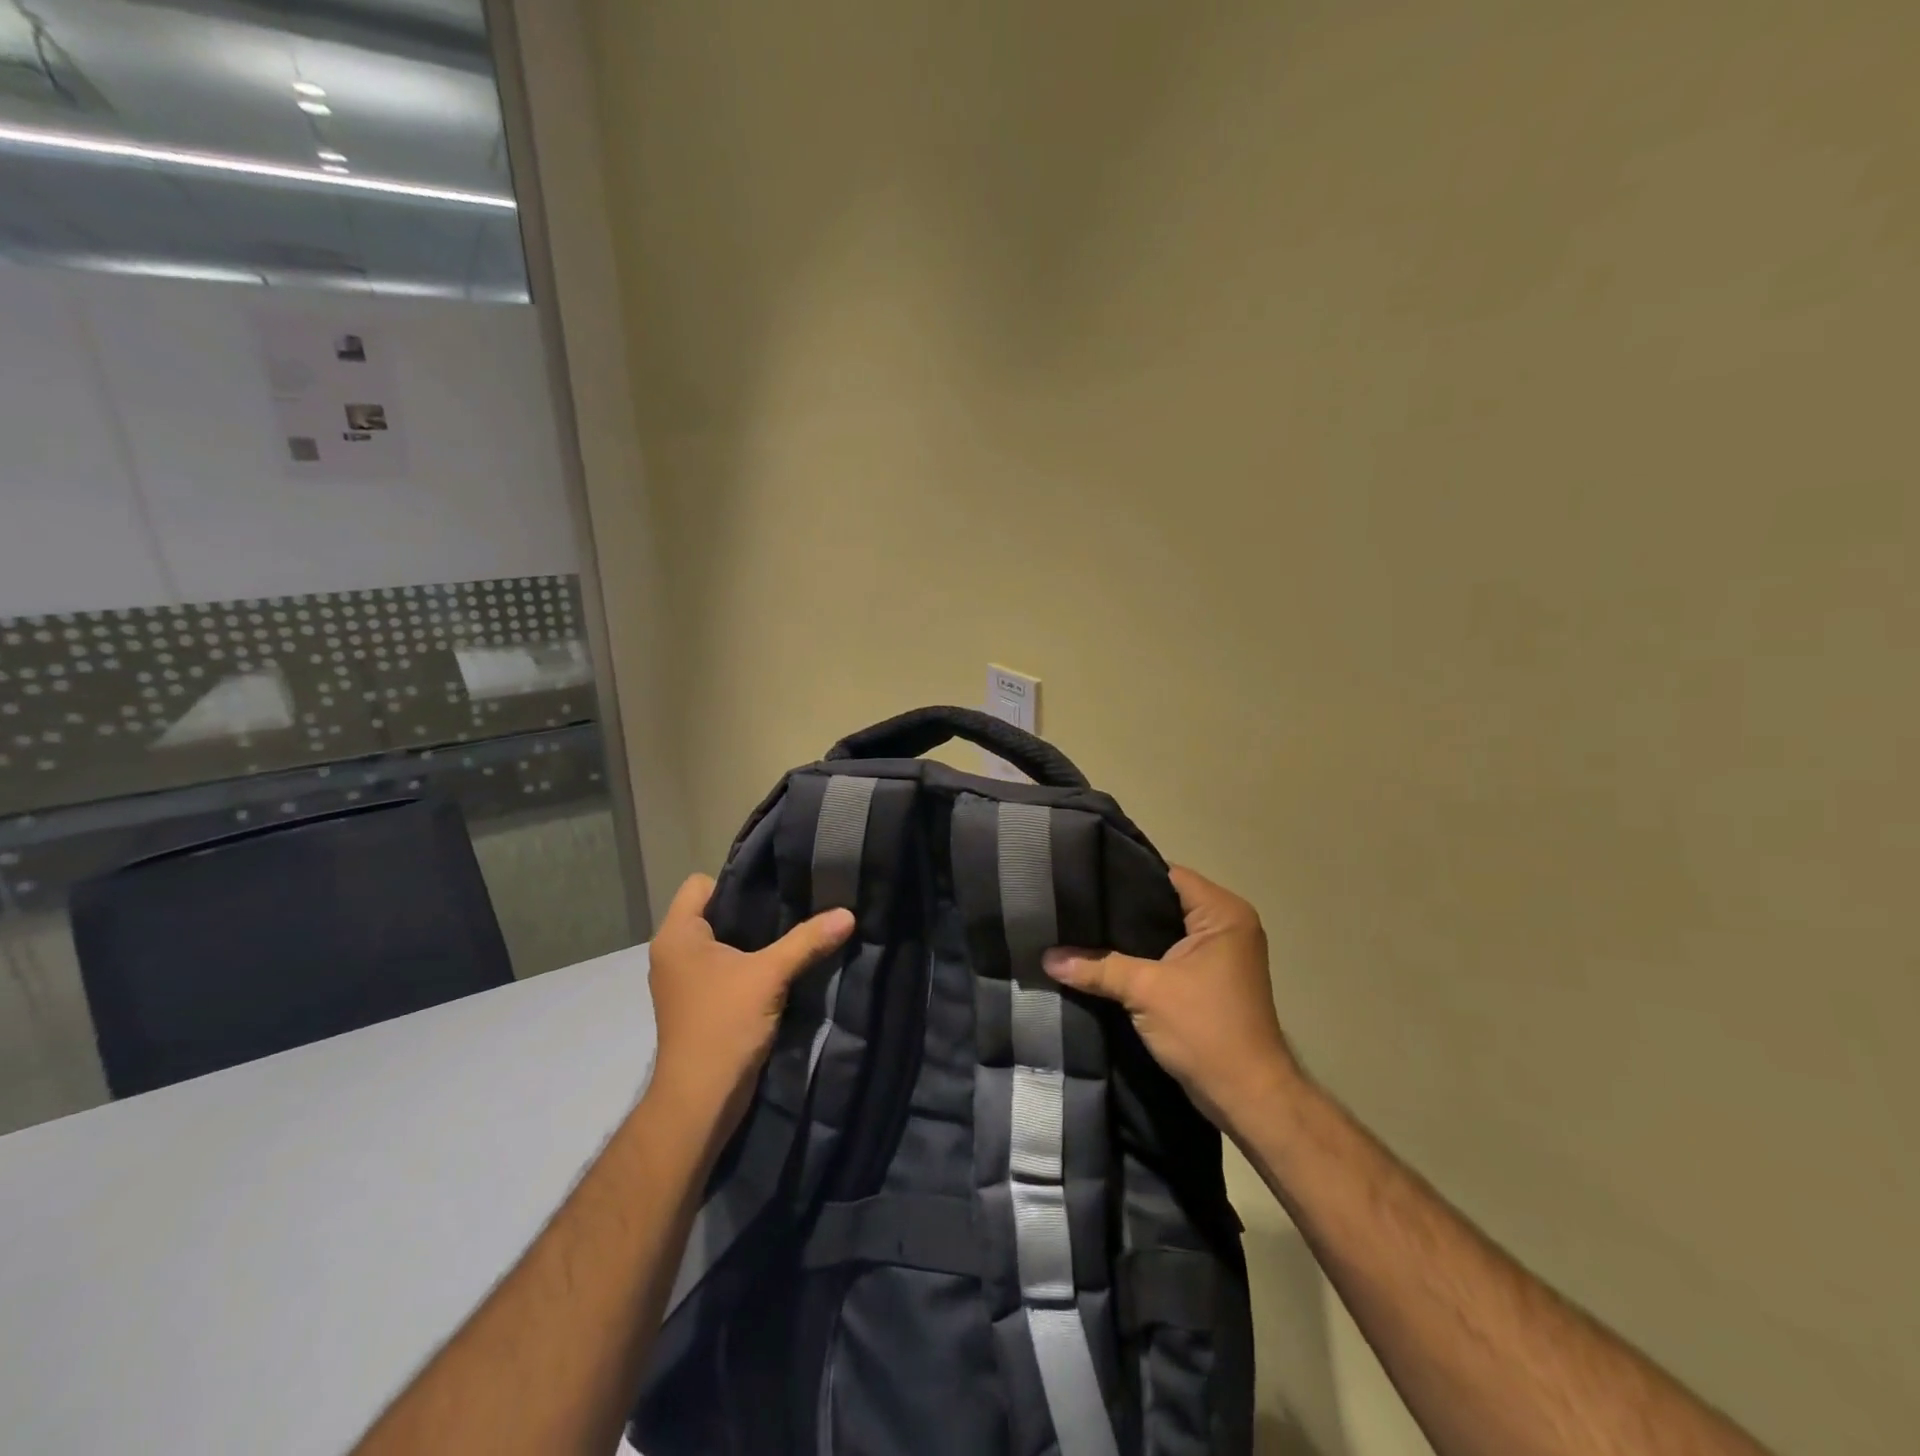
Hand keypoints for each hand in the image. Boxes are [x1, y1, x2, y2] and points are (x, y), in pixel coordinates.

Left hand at [645, 874, 854, 1134]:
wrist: (700, 1101)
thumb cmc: (723, 1025)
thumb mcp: (769, 976)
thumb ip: (807, 941)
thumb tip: (848, 913)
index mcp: (677, 935)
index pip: (700, 884)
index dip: (736, 882)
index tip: (774, 891)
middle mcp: (673, 952)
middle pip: (714, 911)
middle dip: (752, 910)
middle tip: (793, 908)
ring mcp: (683, 981)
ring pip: (721, 942)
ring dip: (753, 941)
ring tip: (791, 936)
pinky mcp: (697, 1003)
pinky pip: (724, 967)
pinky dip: (748, 965)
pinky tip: (780, 969)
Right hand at [1042, 866, 1303, 1135]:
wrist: (1247, 1098)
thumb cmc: (1205, 1029)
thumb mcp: (1146, 992)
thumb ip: (1097, 968)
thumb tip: (1047, 957)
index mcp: (1223, 913)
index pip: (1167, 875)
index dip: (1125, 875)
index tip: (1084, 877)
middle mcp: (1227, 925)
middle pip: (1164, 902)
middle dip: (1122, 907)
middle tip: (1075, 903)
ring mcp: (1221, 954)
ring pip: (1164, 930)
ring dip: (1129, 935)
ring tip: (1081, 927)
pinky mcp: (1210, 980)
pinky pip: (1168, 954)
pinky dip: (1141, 957)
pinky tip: (1103, 958)